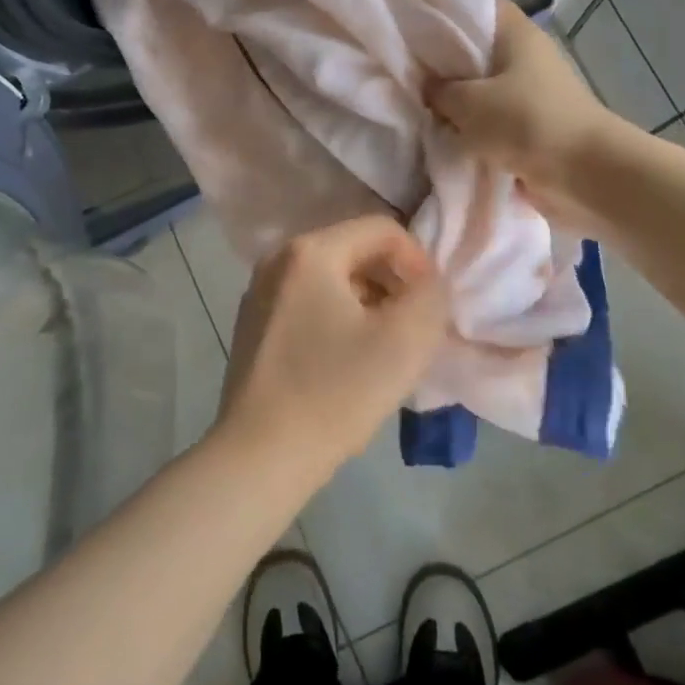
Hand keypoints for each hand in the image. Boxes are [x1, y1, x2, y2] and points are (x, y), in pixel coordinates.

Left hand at [216, 216, 449, 480]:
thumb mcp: (405, 340)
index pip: (381, 229)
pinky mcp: (253, 325)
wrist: (261, 455)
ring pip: (332, 280)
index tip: (430, 307)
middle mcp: (277, 259)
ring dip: (368, 303)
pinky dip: (338, 319)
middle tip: (412, 328)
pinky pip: (308, 304)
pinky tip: (348, 362)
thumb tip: (427, 282)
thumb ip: (432, 295)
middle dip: (393, 283)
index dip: (418, 261)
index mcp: (310, 251)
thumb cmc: (335, 392)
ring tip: (384, 349)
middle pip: (354, 251)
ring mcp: (259, 293)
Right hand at [428, 0, 610, 211]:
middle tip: (399, 65)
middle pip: (474, 48)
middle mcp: (524, 55)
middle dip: (440, 60)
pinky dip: (468, 126)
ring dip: (453, 99)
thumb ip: (438, 90)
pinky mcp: (529, 124)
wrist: (584, 175)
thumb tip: (424, 86)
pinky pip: (489, 118)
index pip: (475, 4)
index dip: (441, 8)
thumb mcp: (468, 103)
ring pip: (479, 86)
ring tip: (411, 101)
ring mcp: (529, 91)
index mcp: (516, 32)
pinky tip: (438, 131)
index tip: (407, 18)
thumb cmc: (526, 123)